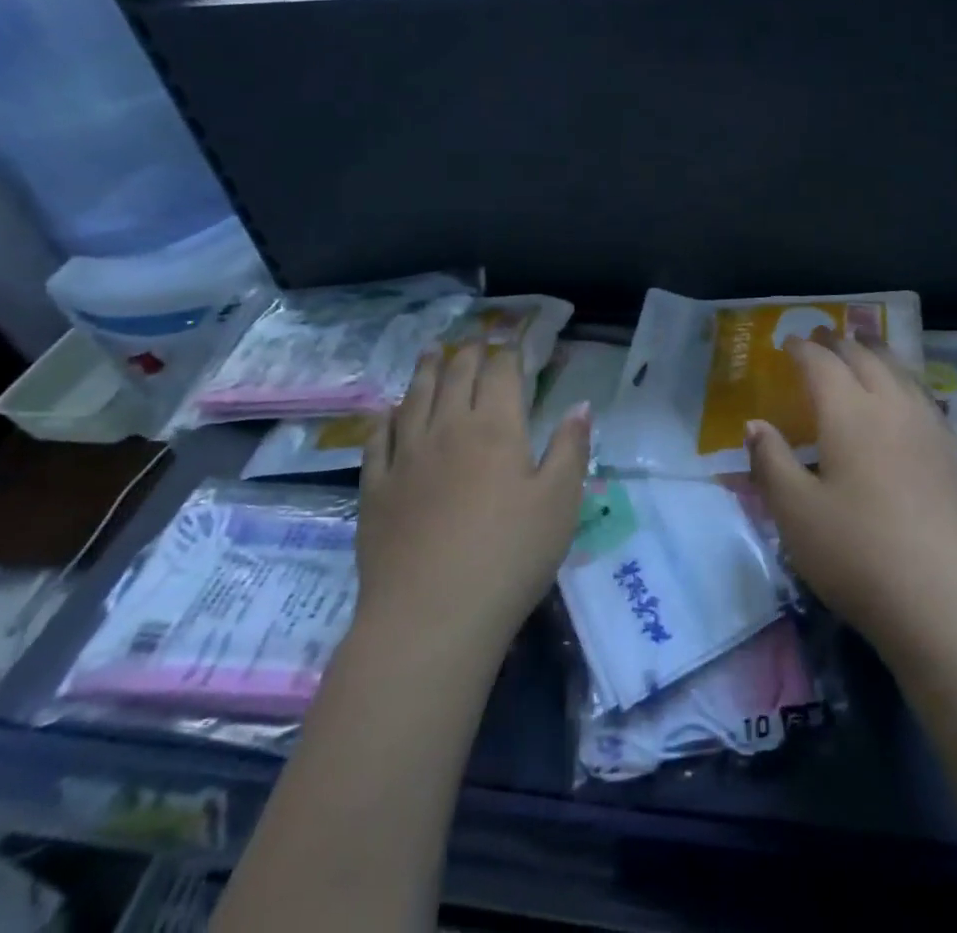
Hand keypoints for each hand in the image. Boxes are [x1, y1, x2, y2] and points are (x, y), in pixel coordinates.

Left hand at [356, 343, 590, 647]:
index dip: (508, 352)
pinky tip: (386, 411)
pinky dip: (384, 418)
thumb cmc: (510, 556)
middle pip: (455, 376)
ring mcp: (406, 457)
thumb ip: (571, 448)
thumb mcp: (560, 503)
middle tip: (474, 340)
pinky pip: (377, 440)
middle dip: (468, 353)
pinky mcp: (375, 489)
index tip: (512, 339)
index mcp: (495, 428)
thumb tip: (581, 404)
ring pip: (414, 398)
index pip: (501, 373)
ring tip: (430, 351)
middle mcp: (447, 429)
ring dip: (424, 370)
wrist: (431, 617)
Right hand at [746, 338, 956, 668]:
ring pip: (902, 373)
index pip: (822, 363)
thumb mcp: (796, 514)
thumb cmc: (861, 556)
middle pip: (866, 358)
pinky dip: (905, 383)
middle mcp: (894, 407)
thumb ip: (771, 463)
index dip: (803, 348)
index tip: (789, 341)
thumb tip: (755, 425)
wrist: (954, 605)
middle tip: (823, 337)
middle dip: (840, 343)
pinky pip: (924, 399)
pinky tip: (906, 401)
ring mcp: (933, 429)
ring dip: (878, 354)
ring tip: (865, 349)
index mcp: (850, 412)